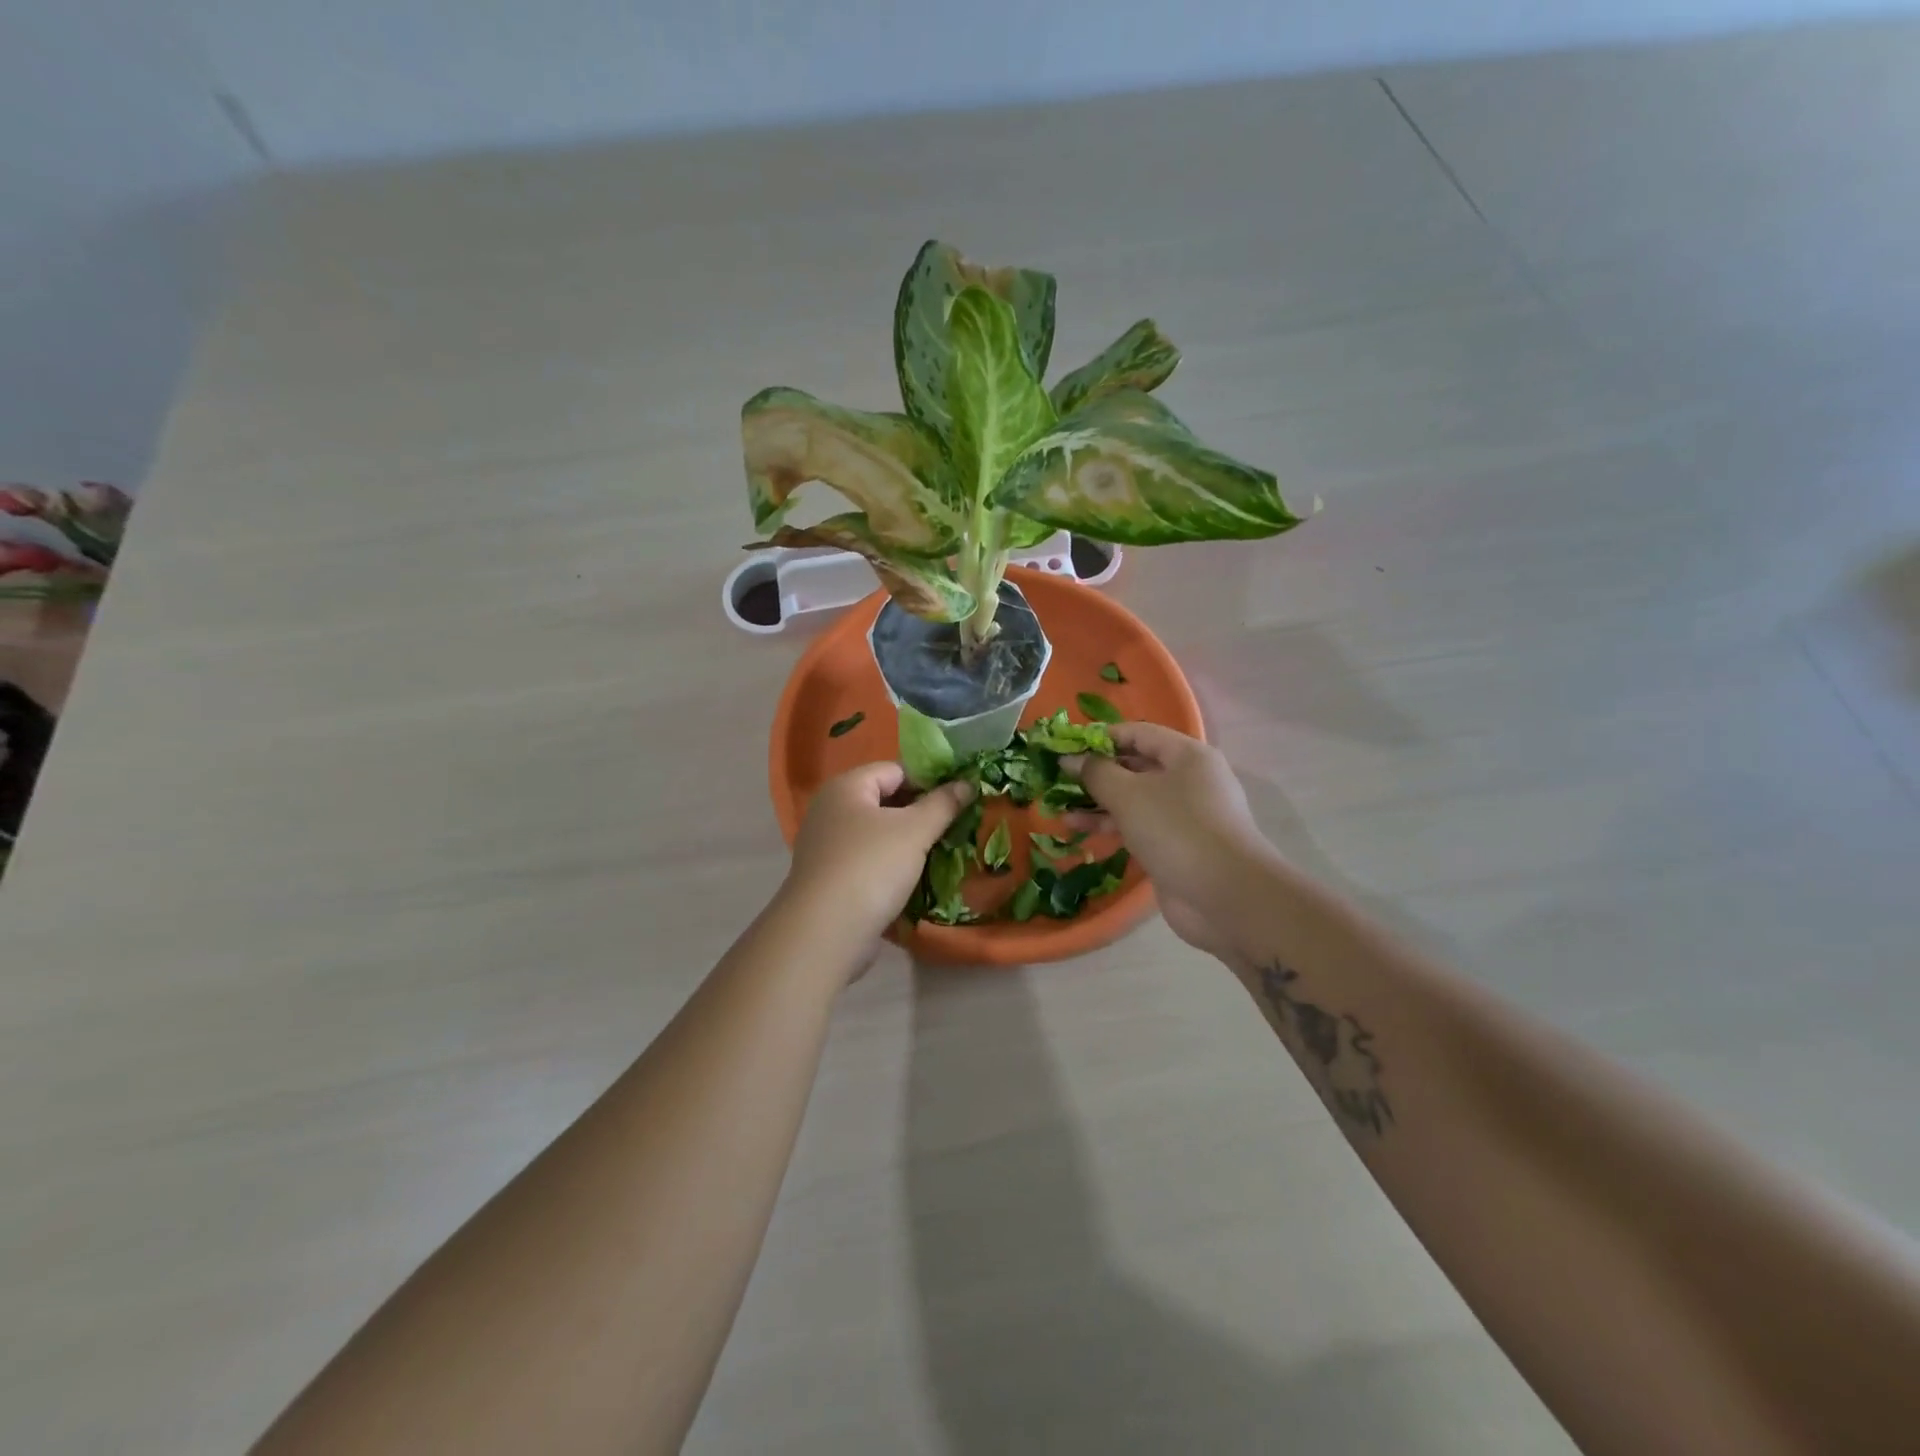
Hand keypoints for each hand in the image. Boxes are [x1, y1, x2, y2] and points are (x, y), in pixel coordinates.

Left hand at [785, 762, 974, 948]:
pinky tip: (915, 880)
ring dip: (908, 843)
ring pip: (878, 834)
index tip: (958, 800)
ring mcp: (827, 846)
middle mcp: (831, 810)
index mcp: (846, 787)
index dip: (929, 781)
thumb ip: (943, 804)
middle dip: (920, 813)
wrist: (825, 932)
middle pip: (885, 801)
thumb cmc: (871, 867)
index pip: (895, 770)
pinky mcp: (830, 879)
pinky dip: (891, 866)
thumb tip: (967, 783)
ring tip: (941, 853)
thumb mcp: (915, 831)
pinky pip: (868, 862)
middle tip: (955, 827)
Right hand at [1064, 724, 1277, 961]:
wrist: (1226, 896)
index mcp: (1187, 756)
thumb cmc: (1177, 830)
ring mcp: (1184, 816)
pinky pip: (1137, 827)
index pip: (1138, 733)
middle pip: (1136, 766)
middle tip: (1058, 778)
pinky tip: (1079, 830)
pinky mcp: (1176, 846)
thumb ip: (1096, 773)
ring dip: (1098, 803)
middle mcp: (1189, 780)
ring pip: (1134, 800)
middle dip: (1096, 772)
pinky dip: (1111, 826)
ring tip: (1059, 807)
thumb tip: (1070, 758)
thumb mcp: (1129, 795)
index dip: (1101, 738)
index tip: (1066, 747)